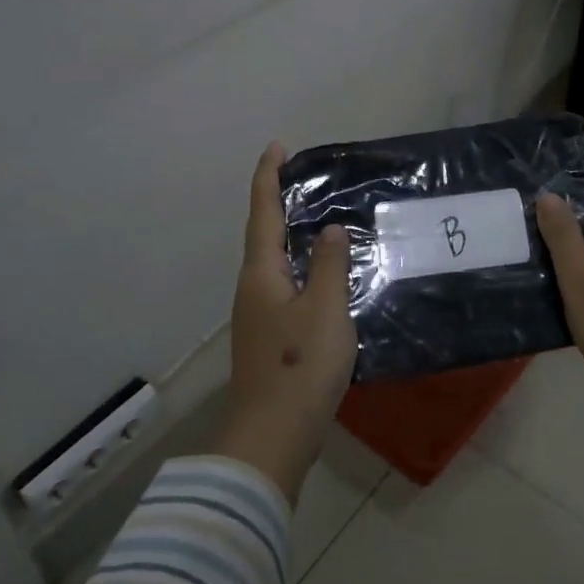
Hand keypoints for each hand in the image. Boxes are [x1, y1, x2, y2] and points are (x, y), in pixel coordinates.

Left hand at [214, 143, 357, 502]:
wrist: (273, 436)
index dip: (268, 177)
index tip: (277, 147)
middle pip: (263, 235)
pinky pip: (284, 286)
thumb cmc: (300, 365)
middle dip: (279, 204)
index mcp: (262, 273)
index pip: (263, 212)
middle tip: (306, 181)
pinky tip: (324, 277)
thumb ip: (331, 265)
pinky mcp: (269, 338)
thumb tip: (331, 230)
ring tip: (320, 221)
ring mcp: (258, 315)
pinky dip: (301, 268)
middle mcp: (253, 288)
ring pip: (274, 263)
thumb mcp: (326, 309)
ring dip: (291, 237)